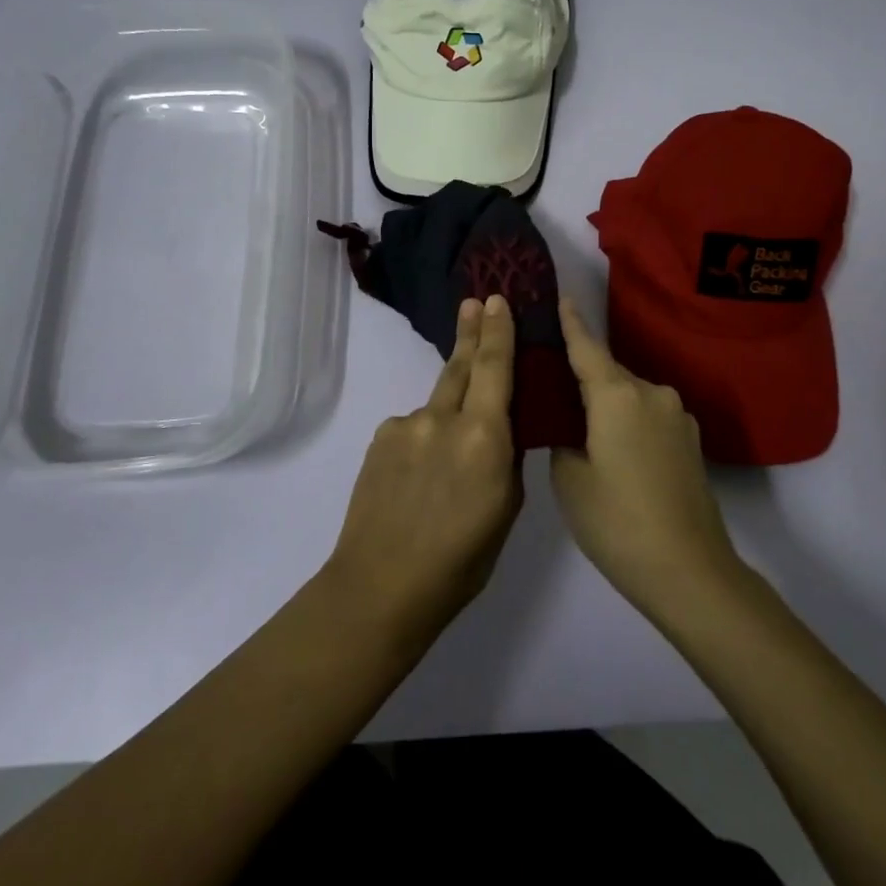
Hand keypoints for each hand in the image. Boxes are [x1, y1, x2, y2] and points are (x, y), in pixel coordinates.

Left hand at [324, 295, 522, 648]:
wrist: (380, 585)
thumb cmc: (460, 560)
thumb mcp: (506, 510)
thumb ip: (506, 458)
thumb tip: (502, 430)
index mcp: (484, 437)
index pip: (494, 367)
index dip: (497, 331)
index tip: (496, 299)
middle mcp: (443, 417)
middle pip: (460, 365)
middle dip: (470, 333)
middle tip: (473, 303)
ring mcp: (405, 425)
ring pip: (437, 404)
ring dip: (450, 410)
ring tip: (452, 456)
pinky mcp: (380, 437)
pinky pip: (412, 427)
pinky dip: (424, 439)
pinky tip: (419, 477)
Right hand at [550, 300, 743, 615]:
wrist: (690, 571)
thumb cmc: (617, 522)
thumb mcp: (569, 479)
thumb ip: (562, 436)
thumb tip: (569, 422)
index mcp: (617, 394)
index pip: (586, 347)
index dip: (570, 323)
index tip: (560, 297)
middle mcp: (651, 392)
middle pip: (607, 372)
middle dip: (582, 376)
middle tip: (552, 389)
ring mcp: (677, 416)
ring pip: (629, 396)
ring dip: (606, 403)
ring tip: (582, 428)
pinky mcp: (691, 440)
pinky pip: (648, 416)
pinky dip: (627, 421)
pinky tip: (615, 451)